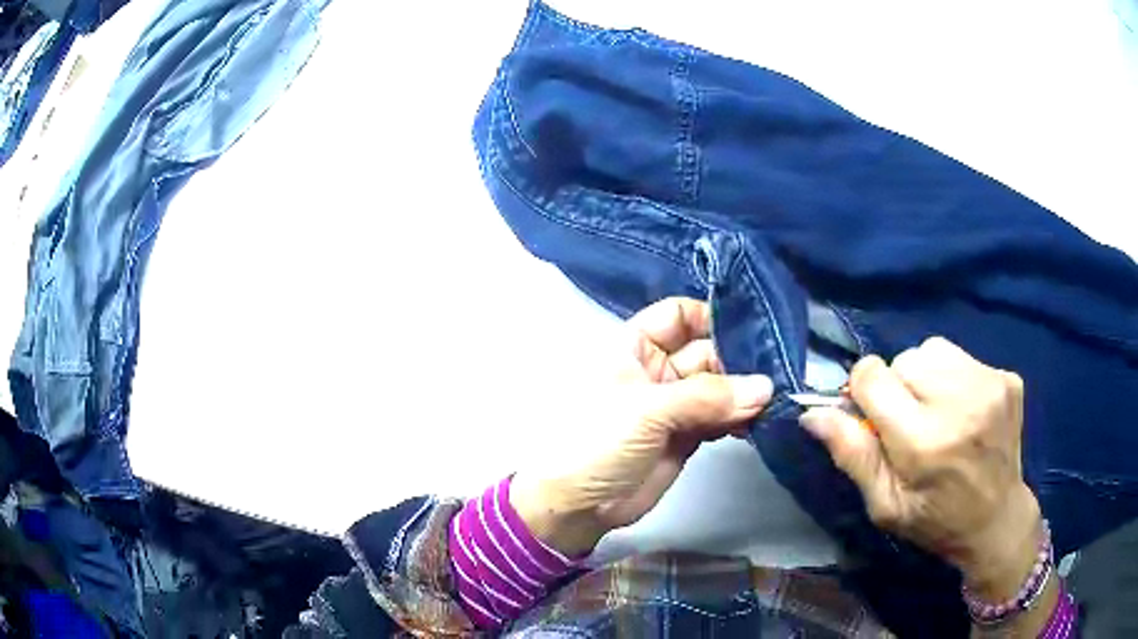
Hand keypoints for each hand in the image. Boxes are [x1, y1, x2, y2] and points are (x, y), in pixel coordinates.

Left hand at [511, 297, 772, 556]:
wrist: (577, 505)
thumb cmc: (597, 441)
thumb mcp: (647, 410)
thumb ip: (707, 396)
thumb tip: (764, 387)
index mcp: (634, 347)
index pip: (678, 314)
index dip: (710, 318)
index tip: (751, 330)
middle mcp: (657, 369)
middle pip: (706, 350)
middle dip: (738, 361)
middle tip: (775, 373)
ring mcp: (674, 404)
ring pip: (718, 386)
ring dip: (743, 393)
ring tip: (772, 400)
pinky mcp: (687, 435)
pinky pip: (720, 417)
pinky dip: (738, 418)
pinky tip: (756, 421)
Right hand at [800, 338, 1040, 597]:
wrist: (997, 519)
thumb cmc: (935, 520)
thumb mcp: (885, 504)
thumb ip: (852, 455)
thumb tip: (813, 414)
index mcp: (924, 441)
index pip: (871, 375)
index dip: (863, 392)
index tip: (874, 418)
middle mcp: (959, 402)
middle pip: (903, 358)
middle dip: (897, 387)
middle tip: (911, 424)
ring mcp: (989, 384)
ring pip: (933, 349)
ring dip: (925, 376)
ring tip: (938, 412)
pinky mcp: (1007, 377)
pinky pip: (963, 357)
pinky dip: (954, 377)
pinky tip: (965, 410)